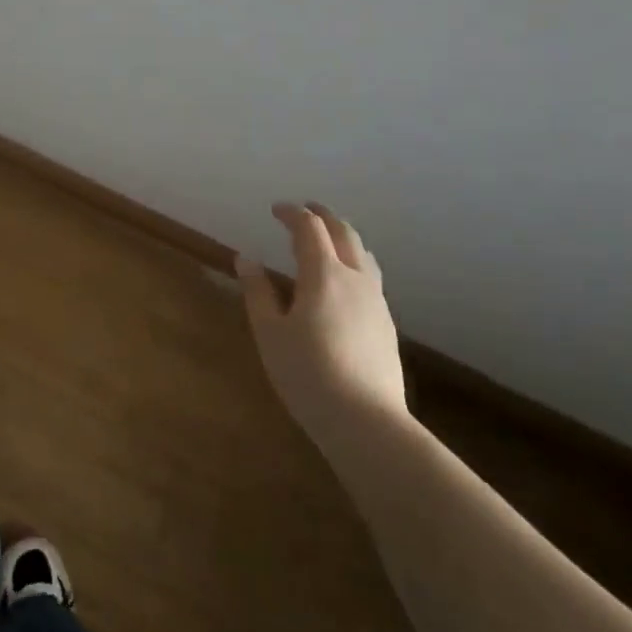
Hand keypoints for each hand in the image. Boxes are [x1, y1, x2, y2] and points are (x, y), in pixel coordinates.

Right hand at [237, 202, 407, 445]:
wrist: (367, 422)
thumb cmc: (307, 374)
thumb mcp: (270, 333)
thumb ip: (258, 292)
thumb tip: (245, 259)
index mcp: (323, 273)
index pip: (309, 228)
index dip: (292, 213)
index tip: (276, 209)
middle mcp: (355, 278)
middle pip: (343, 232)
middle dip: (322, 216)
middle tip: (304, 211)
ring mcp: (376, 301)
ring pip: (363, 254)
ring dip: (342, 238)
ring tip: (326, 241)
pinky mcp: (386, 324)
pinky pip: (370, 277)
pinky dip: (353, 263)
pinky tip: (343, 284)